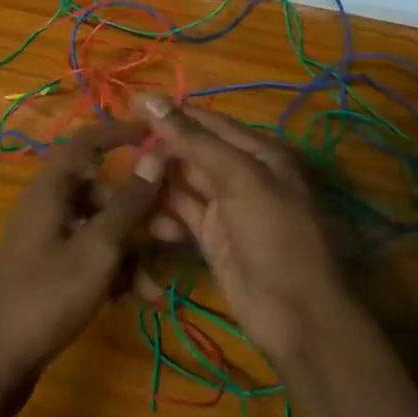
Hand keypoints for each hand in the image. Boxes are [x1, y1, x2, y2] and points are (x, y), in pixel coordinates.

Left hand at [0, 121, 163, 397]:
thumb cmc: (47, 295)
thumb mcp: (98, 249)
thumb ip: (129, 203)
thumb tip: (155, 155)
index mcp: (52, 187)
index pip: (87, 141)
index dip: (120, 133)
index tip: (156, 137)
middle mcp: (49, 204)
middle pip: (102, 190)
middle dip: (141, 211)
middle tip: (177, 232)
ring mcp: (49, 237)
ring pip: (101, 227)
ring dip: (132, 250)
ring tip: (157, 286)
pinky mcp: (51, 267)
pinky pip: (90, 253)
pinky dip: (114, 270)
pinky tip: (138, 300)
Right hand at [140, 97, 346, 364]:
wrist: (297, 318)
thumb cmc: (275, 235)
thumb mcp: (239, 179)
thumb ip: (194, 140)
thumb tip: (151, 99)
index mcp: (257, 152)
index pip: (206, 121)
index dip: (170, 114)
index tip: (128, 107)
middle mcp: (241, 174)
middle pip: (191, 151)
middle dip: (159, 151)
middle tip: (120, 153)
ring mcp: (225, 207)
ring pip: (182, 183)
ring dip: (156, 183)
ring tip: (127, 187)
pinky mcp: (211, 237)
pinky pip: (180, 214)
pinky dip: (162, 216)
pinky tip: (144, 222)